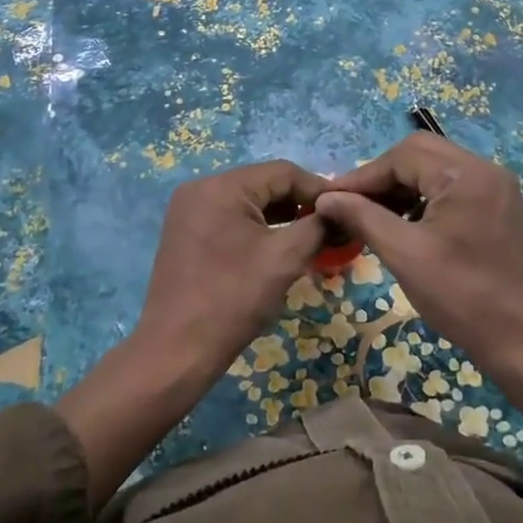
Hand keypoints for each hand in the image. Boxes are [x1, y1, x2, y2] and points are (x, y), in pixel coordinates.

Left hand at [58, 159, 329, 508]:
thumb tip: (339, 210)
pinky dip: (255, 227)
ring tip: (308, 237)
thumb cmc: (234, 299)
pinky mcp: (184, 232)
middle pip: (263, 183)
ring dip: (279, 216)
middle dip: (299, 203)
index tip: (346, 210)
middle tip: (330, 226)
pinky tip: (275, 247)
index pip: (283, 172)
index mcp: (222, 186)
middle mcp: (200, 188)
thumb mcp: (286, 259)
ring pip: (246, 201)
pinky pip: (228, 217)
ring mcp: (187, 210)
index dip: (319, 188)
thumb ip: (317, 225)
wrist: (177, 350)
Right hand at [315, 133, 522, 374]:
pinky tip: (406, 224)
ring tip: (373, 216)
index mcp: (466, 174)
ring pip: (437, 169)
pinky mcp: (500, 207)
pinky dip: (425, 198)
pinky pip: (454, 187)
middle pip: (420, 153)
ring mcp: (498, 188)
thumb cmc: (460, 296)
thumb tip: (325, 198)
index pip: (402, 156)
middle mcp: (486, 170)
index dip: (362, 177)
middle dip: (382, 177)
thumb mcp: (404, 254)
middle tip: (352, 204)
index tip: (329, 198)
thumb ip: (362, 217)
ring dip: (402, 187)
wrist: (522, 341)